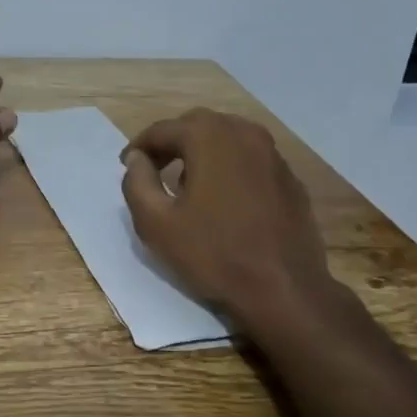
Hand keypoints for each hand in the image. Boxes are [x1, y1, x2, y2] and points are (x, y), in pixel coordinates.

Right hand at [120, 108, 336, 323]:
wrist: (284, 289)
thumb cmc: (213, 254)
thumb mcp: (156, 223)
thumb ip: (137, 183)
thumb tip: (136, 159)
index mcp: (210, 137)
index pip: (163, 130)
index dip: (140, 146)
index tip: (126, 166)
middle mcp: (245, 134)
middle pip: (197, 126)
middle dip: (172, 144)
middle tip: (153, 169)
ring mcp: (273, 155)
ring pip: (227, 140)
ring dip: (202, 153)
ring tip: (186, 185)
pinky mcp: (290, 179)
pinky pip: (250, 161)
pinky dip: (230, 168)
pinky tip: (223, 200)